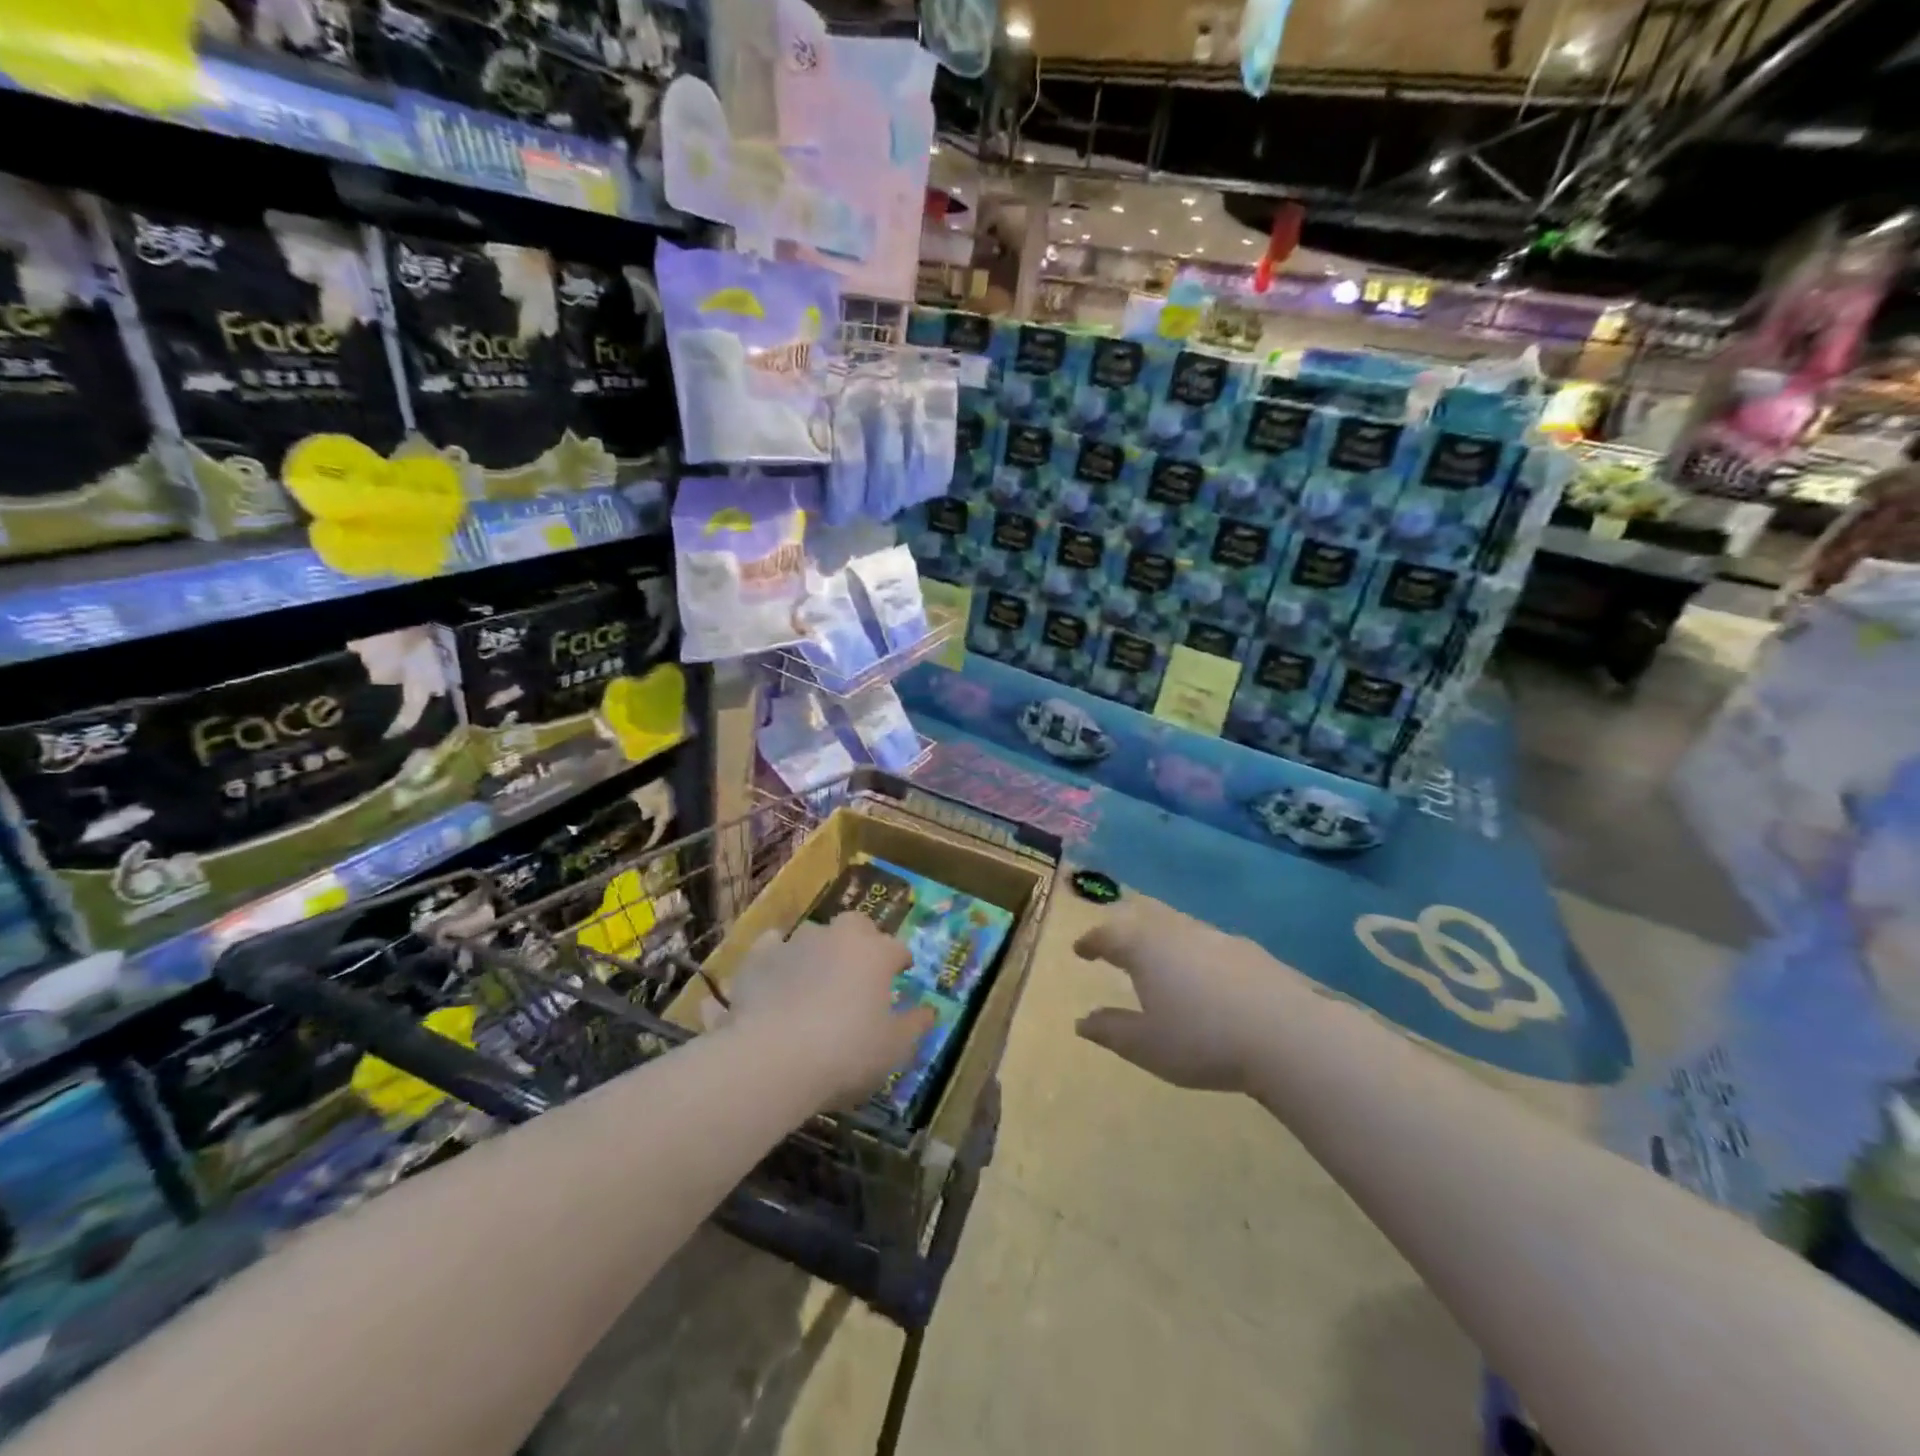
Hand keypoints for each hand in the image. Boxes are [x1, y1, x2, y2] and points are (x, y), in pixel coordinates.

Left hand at [723, 914, 934, 1108]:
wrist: (773, 1059)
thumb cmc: (846, 1053)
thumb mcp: (894, 1049)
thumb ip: (915, 1026)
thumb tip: (929, 1012)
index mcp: (876, 954)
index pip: (897, 948)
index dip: (901, 961)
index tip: (902, 973)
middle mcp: (838, 937)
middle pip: (857, 925)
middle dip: (862, 940)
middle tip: (861, 968)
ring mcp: (796, 942)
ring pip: (815, 934)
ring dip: (820, 950)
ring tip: (817, 978)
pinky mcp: (759, 957)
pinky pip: (772, 946)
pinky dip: (778, 956)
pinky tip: (777, 975)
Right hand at [1074, 906, 1290, 1093]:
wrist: (1288, 1036)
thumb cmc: (1202, 1040)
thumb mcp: (1146, 1046)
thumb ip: (1111, 1030)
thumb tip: (1082, 1021)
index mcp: (1145, 949)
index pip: (1108, 935)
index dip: (1092, 942)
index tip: (1081, 950)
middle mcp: (1178, 932)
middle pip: (1144, 923)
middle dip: (1127, 934)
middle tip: (1117, 949)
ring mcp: (1218, 938)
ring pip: (1180, 931)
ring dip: (1164, 943)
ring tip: (1161, 964)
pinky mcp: (1252, 953)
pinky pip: (1212, 947)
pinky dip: (1198, 957)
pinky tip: (1209, 979)